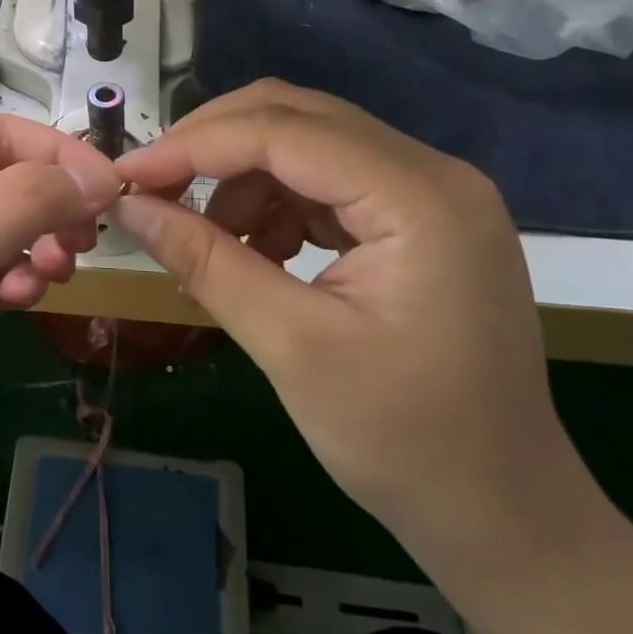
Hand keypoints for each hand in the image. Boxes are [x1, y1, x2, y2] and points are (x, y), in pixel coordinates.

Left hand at [0, 115, 121, 591]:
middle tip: (83, 242)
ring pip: (5, 231)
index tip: (112, 191)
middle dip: (48, 205)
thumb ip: (19, 204)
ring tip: (53, 276)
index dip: (56, 155)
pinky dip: (17, 283)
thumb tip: (100, 177)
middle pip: (4, 181)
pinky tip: (20, 305)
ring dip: (37, 247)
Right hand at [113, 80, 593, 590]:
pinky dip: (275, 201)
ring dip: (241, 177)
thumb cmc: (406, 443)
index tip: (126, 174)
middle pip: (296, 116)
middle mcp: (432, 171)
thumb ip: (205, 261)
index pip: (283, 131)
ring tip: (205, 238)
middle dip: (213, 145)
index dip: (194, 145)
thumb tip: (128, 205)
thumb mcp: (291, 348)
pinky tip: (254, 250)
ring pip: (306, 142)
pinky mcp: (418, 216)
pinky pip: (326, 178)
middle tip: (151, 188)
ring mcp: (430, 191)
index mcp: (419, 197)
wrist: (506, 517)